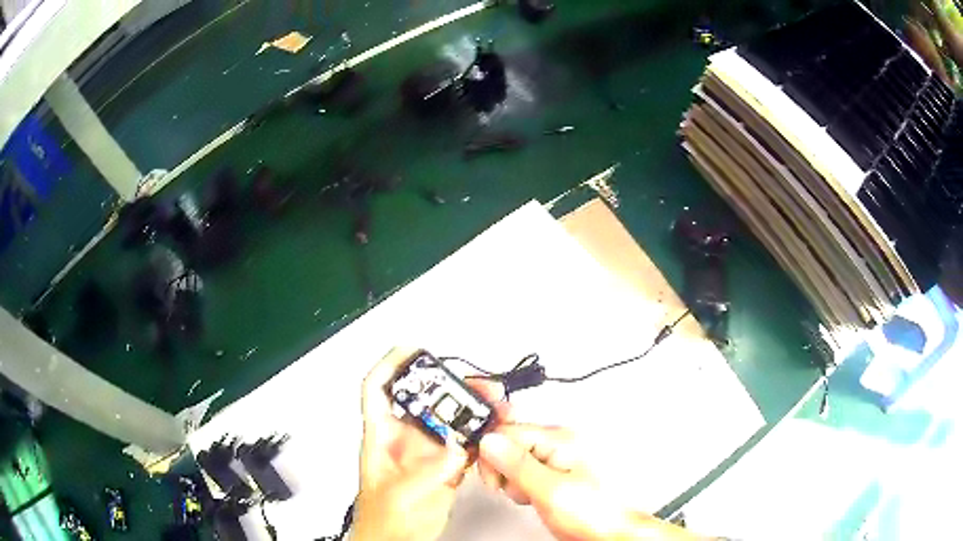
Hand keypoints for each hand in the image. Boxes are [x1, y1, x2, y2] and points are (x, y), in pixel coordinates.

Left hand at [352, 348, 505, 540]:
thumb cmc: (383, 522)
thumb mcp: (402, 494)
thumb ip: (429, 469)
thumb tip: (457, 447)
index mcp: (381, 437)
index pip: (378, 388)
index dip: (392, 364)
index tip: (414, 349)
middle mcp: (404, 439)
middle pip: (425, 399)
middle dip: (450, 386)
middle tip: (475, 385)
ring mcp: (427, 452)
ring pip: (449, 419)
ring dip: (471, 409)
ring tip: (493, 404)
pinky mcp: (446, 467)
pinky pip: (466, 443)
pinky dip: (482, 435)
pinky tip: (494, 431)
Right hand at [478, 422, 696, 540]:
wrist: (609, 533)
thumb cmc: (594, 513)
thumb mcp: (550, 490)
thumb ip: (518, 465)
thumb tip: (489, 441)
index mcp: (559, 439)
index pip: (506, 431)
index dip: (492, 455)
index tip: (493, 477)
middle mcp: (558, 443)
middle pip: (508, 444)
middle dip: (502, 469)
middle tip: (517, 488)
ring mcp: (555, 458)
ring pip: (512, 459)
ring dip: (511, 481)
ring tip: (529, 494)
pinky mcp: (552, 474)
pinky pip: (523, 472)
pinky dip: (520, 486)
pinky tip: (532, 496)